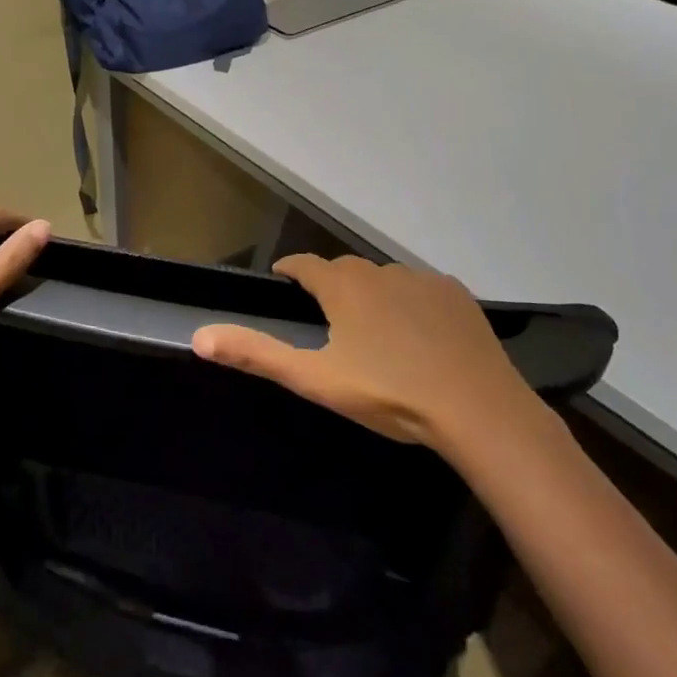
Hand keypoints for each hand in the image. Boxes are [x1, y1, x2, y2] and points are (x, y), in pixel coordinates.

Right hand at [192, 255, 539, 449]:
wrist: (478, 410)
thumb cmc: (389, 394)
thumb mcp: (316, 379)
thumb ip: (257, 354)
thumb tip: (199, 336)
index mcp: (344, 287)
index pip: (304, 265)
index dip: (290, 271)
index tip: (283, 281)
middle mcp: (380, 271)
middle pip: (345, 270)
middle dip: (331, 285)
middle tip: (328, 317)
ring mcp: (422, 279)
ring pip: (385, 279)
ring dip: (373, 294)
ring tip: (375, 329)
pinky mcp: (456, 294)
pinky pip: (422, 289)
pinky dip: (412, 302)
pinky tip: (420, 333)